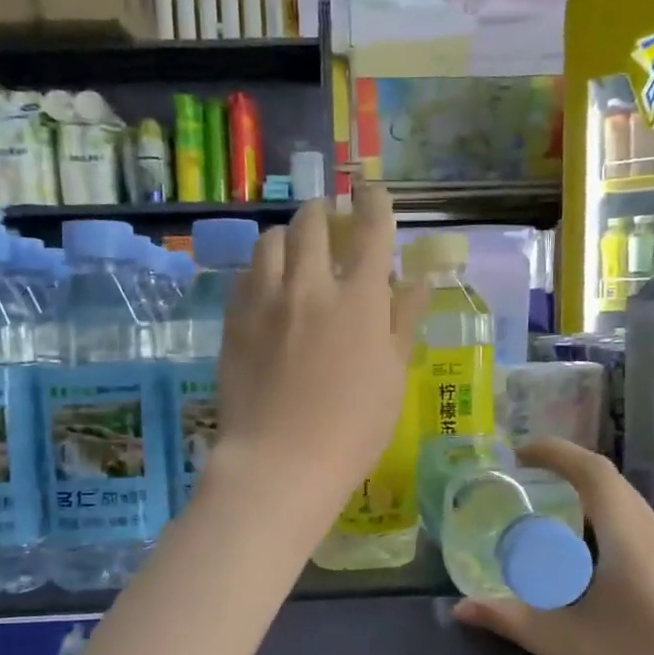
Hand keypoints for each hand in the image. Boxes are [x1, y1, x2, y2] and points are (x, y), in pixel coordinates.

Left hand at [209, 182, 428, 532]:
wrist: (280, 462)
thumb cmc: (352, 430)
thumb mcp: (392, 377)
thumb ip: (403, 322)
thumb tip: (419, 281)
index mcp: (360, 300)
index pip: (371, 230)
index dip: (374, 202)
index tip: (372, 191)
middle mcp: (311, 287)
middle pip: (312, 222)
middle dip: (325, 211)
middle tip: (330, 220)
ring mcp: (266, 301)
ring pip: (271, 241)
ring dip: (288, 236)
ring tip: (295, 250)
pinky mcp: (234, 321)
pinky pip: (245, 276)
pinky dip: (262, 269)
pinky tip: (267, 286)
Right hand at [452, 439, 653, 654]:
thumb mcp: (563, 646)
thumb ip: (510, 617)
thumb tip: (460, 606)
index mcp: (633, 541)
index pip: (596, 473)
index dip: (557, 453)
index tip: (521, 453)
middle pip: (615, 490)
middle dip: (570, 480)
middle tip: (527, 492)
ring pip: (633, 516)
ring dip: (592, 511)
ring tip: (553, 532)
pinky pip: (646, 541)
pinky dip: (611, 536)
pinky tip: (592, 574)